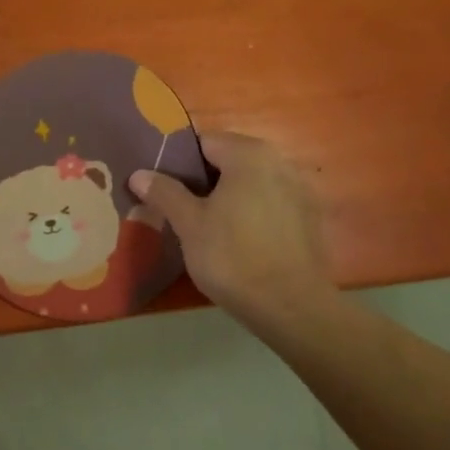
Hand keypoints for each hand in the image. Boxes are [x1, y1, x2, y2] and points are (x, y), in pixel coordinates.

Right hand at [128, 132, 331, 328]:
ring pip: (252, 183)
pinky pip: (271, 203)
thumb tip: (139, 173)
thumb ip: (165, 193)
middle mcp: (280, 161)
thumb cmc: (233, 258)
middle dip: (204, 180)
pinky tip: (240, 239)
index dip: (178, 162)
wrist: (291, 306)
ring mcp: (300, 189)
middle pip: (230, 160)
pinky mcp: (310, 217)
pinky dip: (253, 212)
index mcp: (249, 154)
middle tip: (180, 208)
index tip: (162, 186)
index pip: (203, 142)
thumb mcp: (190, 225)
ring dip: (230, 196)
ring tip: (208, 225)